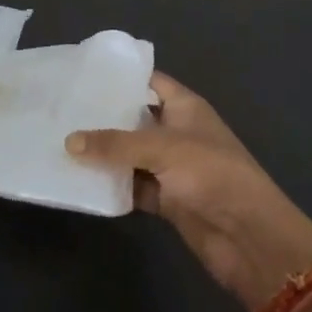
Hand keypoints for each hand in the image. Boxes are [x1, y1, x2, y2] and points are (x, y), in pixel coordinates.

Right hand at [67, 72, 311, 311]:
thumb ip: (115, 144)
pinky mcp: (167, 199)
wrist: (249, 237)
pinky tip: (81, 181)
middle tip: (62, 109)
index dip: (121, 77)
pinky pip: (133, 186)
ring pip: (131, 154)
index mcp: (186, 107)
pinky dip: (113, 185)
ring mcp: (172, 167)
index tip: (83, 74)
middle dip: (104, 116)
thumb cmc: (212, 175)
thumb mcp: (163, 149)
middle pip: (135, 118)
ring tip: (61, 142)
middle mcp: (177, 132)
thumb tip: (69, 141)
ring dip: (104, 154)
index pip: (150, 81)